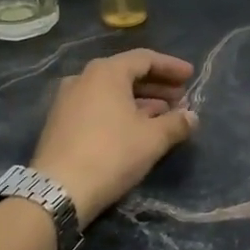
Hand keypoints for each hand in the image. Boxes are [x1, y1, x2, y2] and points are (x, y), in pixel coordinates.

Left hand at [31, 49, 197, 224]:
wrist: (58, 190)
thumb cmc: (111, 154)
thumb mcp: (152, 139)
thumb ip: (176, 123)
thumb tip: (192, 117)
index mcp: (106, 72)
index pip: (145, 59)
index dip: (171, 66)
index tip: (191, 76)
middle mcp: (84, 78)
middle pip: (126, 73)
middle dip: (156, 85)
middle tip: (181, 97)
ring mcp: (67, 99)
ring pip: (111, 92)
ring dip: (140, 100)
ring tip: (164, 114)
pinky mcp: (60, 122)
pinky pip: (97, 106)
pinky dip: (120, 111)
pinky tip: (137, 128)